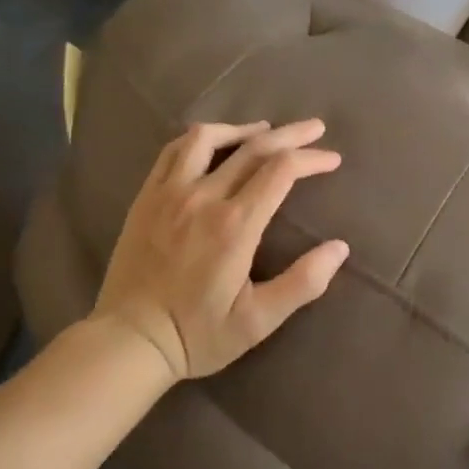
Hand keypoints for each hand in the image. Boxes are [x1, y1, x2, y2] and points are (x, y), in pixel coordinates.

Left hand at [90, 120, 349, 380]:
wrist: (129, 341)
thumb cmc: (197, 334)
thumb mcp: (258, 321)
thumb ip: (302, 283)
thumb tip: (340, 248)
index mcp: (235, 226)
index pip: (281, 171)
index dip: (311, 158)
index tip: (331, 159)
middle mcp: (203, 198)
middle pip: (254, 147)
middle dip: (290, 134)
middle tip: (315, 128)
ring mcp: (170, 193)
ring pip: (208, 138)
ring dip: (242, 128)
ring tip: (263, 130)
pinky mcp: (146, 197)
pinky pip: (173, 151)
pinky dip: (200, 139)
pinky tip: (213, 144)